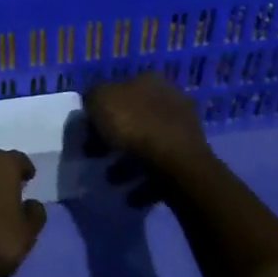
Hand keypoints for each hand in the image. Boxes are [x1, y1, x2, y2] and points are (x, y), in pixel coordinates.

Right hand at [85, 74, 210, 178]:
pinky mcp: (189, 158)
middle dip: (113, 140)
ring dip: (127, 164)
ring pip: (146, 145)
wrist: (176, 162)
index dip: (100, 111)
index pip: (118, 91)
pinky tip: (132, 195)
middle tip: (97, 156)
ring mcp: (182, 129)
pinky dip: (144, 182)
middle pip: (133, 119)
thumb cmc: (134, 125)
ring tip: (113, 180)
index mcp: (148, 81)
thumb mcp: (100, 100)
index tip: (87, 132)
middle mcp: (169, 99)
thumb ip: (93, 97)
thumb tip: (94, 105)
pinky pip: (160, 169)